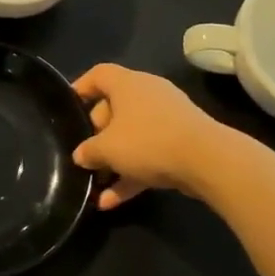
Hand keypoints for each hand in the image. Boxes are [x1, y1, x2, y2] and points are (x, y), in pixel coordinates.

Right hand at [72, 64, 221, 209]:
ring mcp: (167, 118)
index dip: (81, 87)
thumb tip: (81, 155)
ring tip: (96, 184)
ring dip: (114, 160)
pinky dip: (132, 173)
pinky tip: (112, 201)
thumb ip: (88, 151)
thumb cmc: (148, 141)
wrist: (207, 160)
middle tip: (86, 154)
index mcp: (128, 84)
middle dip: (97, 133)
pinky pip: (149, 154)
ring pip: (132, 135)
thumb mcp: (107, 149)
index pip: (99, 74)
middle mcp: (148, 94)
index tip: (68, 107)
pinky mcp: (182, 141)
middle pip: (114, 107)